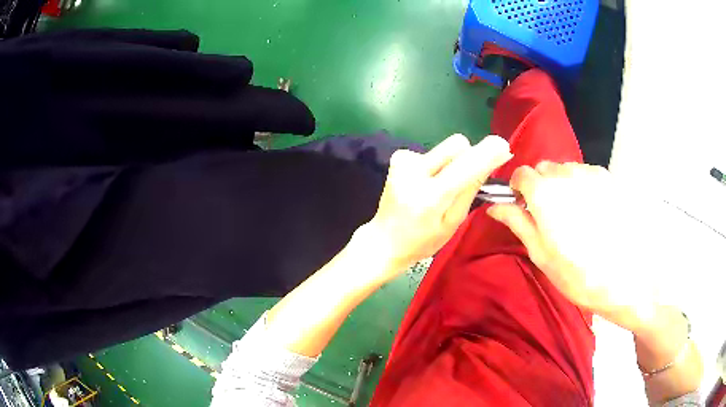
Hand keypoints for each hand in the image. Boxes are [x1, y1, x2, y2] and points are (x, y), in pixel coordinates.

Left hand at [366, 134, 511, 280]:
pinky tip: (424, 183)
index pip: (466, 164)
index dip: (488, 153)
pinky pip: (432, 151)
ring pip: (445, 148)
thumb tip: (496, 157)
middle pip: (457, 145)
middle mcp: (414, 171)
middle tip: (464, 181)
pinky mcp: (399, 157)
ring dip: (451, 163)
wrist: (384, 240)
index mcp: (431, 196)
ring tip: (439, 187)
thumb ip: (472, 188)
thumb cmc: (423, 240)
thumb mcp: (453, 222)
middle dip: (468, 158)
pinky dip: (435, 165)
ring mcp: (403, 161)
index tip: (503, 148)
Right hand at [488, 162, 662, 333]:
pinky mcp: (609, 179)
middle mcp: (567, 174)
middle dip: (541, 186)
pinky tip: (594, 213)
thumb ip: (518, 223)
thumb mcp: (542, 255)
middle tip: (550, 217)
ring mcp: (591, 174)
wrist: (627, 278)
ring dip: (563, 185)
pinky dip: (583, 187)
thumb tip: (494, 206)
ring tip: (576, 216)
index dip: (518, 189)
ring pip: (566, 170)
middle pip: (544, 168)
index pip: (521, 173)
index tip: (522, 206)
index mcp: (545, 193)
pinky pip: (587, 174)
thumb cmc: (579, 274)